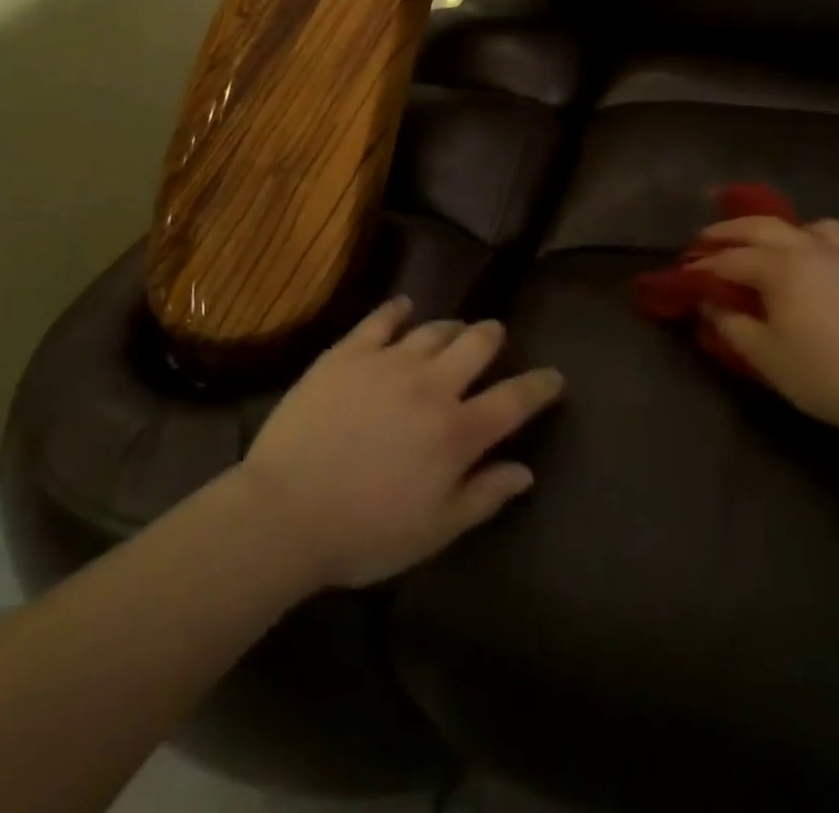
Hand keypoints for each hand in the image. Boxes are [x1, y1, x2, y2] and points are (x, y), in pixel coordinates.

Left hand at [240, 299, 564, 588]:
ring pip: (433, 328)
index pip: (514, 399)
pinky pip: (381, 318)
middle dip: (493, 337)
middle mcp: (430, 385)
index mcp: (456, 432)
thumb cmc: (364, 532)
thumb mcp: (434, 531)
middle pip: (476, 344)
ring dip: (451, 327)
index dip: (540, 385)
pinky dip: (398, 309)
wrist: (285, 511)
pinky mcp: (349, 352)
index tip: (554, 377)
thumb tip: (525, 470)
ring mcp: (388, 362)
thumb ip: (484, 496)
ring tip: (453, 331)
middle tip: (494, 338)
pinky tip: (404, 306)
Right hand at [696, 216, 838, 443]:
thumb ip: (730, 324)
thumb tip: (710, 302)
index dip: (702, 265)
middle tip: (704, 239)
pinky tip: (812, 254)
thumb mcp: (765, 356)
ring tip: (762, 243)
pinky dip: (813, 235)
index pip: (729, 259)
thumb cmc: (825, 376)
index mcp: (779, 267)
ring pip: (801, 225)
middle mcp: (808, 248)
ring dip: (772, 228)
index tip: (684, 272)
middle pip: (759, 227)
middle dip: (727, 231)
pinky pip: (836, 236)